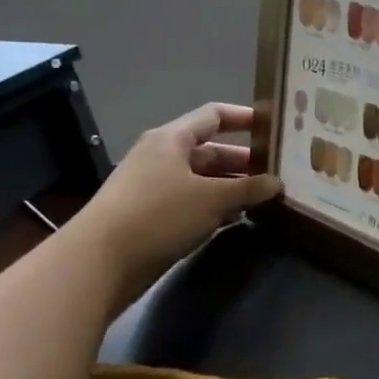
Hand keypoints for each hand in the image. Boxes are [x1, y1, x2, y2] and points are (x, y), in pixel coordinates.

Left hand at [70, 103, 280, 284]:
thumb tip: (277, 183)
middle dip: (245, 160)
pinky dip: (216, 206)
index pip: (214, 115)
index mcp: (172, 140)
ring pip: (203, 179)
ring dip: (233, 186)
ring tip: (267, 195)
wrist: (99, 263)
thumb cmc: (159, 215)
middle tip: (279, 170)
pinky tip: (240, 217)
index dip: (244, 117)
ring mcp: (154, 187)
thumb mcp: (212, 198)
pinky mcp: (152, 216)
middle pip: (211, 150)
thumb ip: (249, 188)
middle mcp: (162, 157)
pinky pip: (193, 201)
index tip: (274, 126)